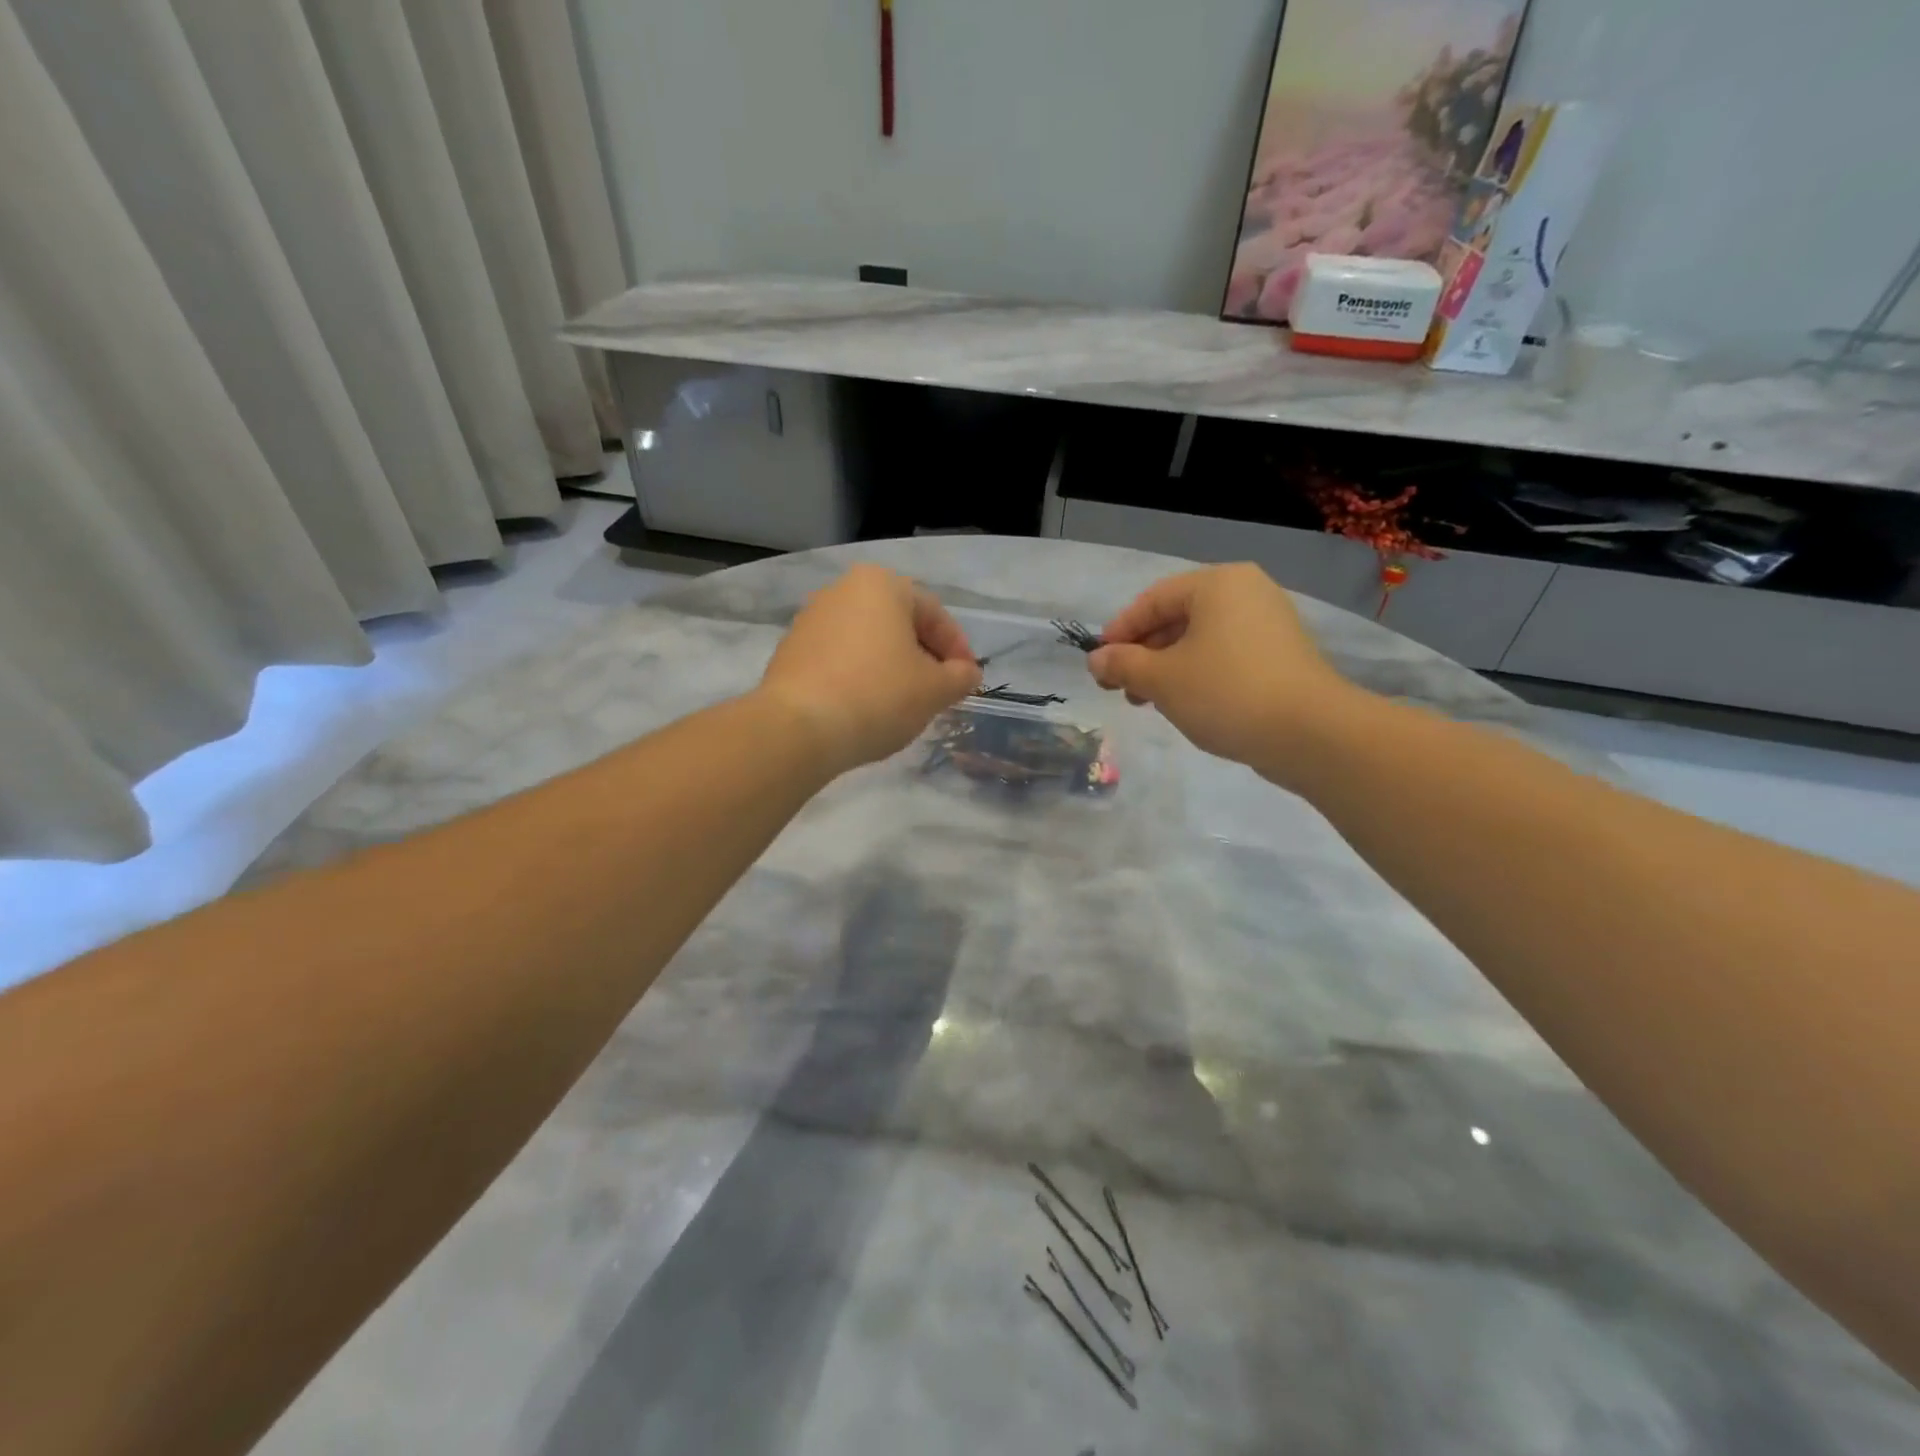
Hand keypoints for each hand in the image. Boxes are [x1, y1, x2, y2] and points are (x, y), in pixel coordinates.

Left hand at [758, 564, 981, 774]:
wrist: (799, 728)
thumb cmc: (878, 696)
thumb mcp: (935, 690)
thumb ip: (960, 677)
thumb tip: (967, 674)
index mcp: (882, 585)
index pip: (934, 613)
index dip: (958, 649)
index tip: (967, 680)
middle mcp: (843, 590)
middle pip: (898, 624)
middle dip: (923, 657)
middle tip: (938, 691)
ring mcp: (810, 619)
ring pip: (868, 641)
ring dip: (891, 667)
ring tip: (904, 703)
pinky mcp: (790, 651)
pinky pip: (839, 659)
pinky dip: (860, 677)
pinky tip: (867, 708)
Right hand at [1088, 563, 1361, 776]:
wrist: (1310, 733)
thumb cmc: (1226, 693)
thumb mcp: (1162, 679)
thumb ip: (1123, 665)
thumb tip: (1096, 660)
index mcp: (1217, 584)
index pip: (1152, 600)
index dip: (1119, 632)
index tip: (1098, 665)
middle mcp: (1246, 593)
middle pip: (1177, 618)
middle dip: (1143, 654)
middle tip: (1121, 689)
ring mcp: (1269, 623)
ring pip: (1201, 640)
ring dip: (1167, 668)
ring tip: (1149, 702)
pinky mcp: (1282, 655)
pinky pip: (1226, 655)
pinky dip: (1198, 674)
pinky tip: (1186, 704)